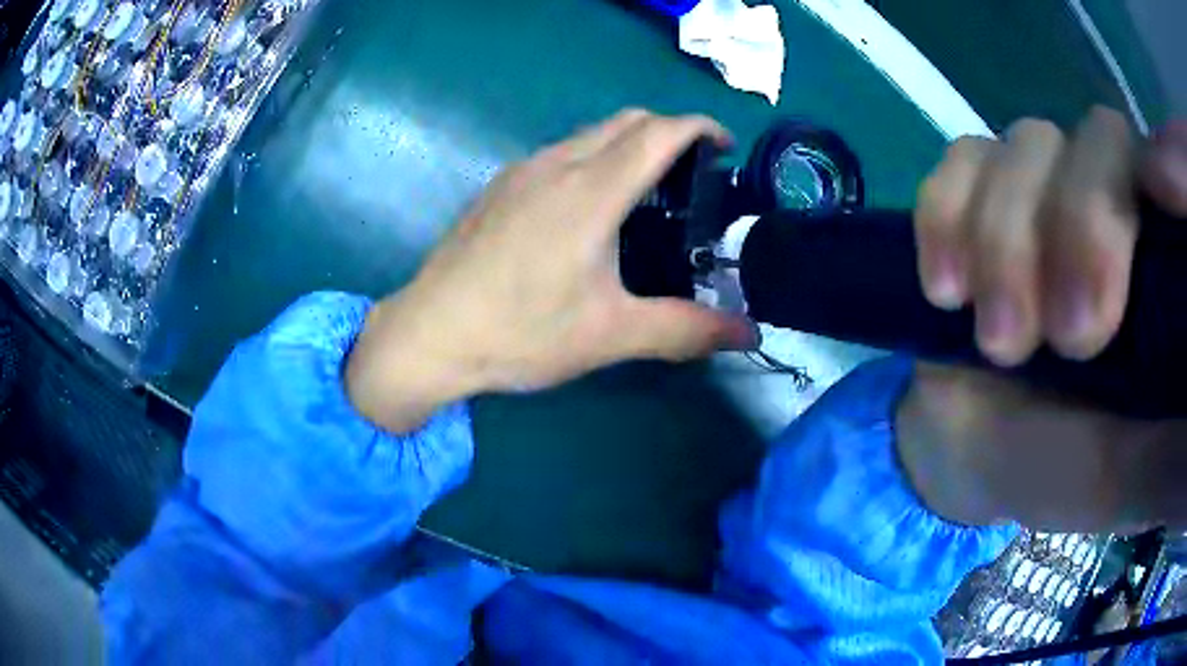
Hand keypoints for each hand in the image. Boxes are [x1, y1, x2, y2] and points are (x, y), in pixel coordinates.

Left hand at [346, 110, 754, 432]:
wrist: (429, 334)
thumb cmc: (520, 332)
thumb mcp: (611, 336)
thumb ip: (686, 331)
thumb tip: (749, 335)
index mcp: (590, 191)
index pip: (659, 131)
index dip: (700, 127)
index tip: (726, 147)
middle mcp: (556, 164)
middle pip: (626, 120)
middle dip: (669, 132)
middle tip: (694, 175)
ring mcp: (521, 171)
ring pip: (590, 133)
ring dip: (629, 144)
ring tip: (649, 192)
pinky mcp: (499, 187)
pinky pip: (560, 152)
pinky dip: (594, 158)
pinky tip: (591, 208)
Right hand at [898, 109, 1186, 530]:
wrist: (978, 457)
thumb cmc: (1071, 473)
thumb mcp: (1142, 479)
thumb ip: (1184, 451)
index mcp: (1165, 263)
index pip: (1174, 165)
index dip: (1172, 157)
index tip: (1161, 196)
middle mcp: (1115, 201)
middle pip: (1105, 138)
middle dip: (1083, 226)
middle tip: (1069, 338)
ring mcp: (1046, 189)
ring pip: (1031, 144)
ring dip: (1008, 240)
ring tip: (1000, 342)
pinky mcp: (981, 196)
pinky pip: (962, 159)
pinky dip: (948, 213)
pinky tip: (946, 290)